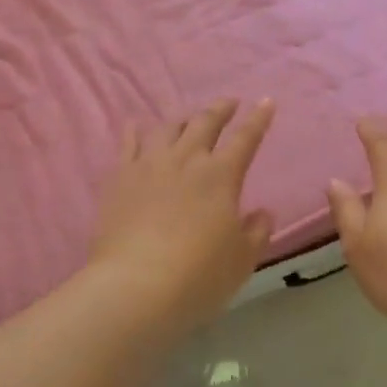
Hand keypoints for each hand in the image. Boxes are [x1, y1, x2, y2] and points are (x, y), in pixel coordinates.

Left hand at [87, 99, 276, 323]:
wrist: (135, 286)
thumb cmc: (198, 276)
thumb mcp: (242, 260)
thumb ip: (256, 231)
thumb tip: (262, 212)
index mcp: (221, 176)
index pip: (246, 138)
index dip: (258, 119)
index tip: (267, 100)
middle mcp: (186, 160)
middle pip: (205, 123)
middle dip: (221, 109)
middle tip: (229, 102)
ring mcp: (149, 164)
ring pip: (168, 128)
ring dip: (183, 119)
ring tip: (189, 119)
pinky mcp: (120, 177)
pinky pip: (128, 143)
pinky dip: (136, 130)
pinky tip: (137, 125)